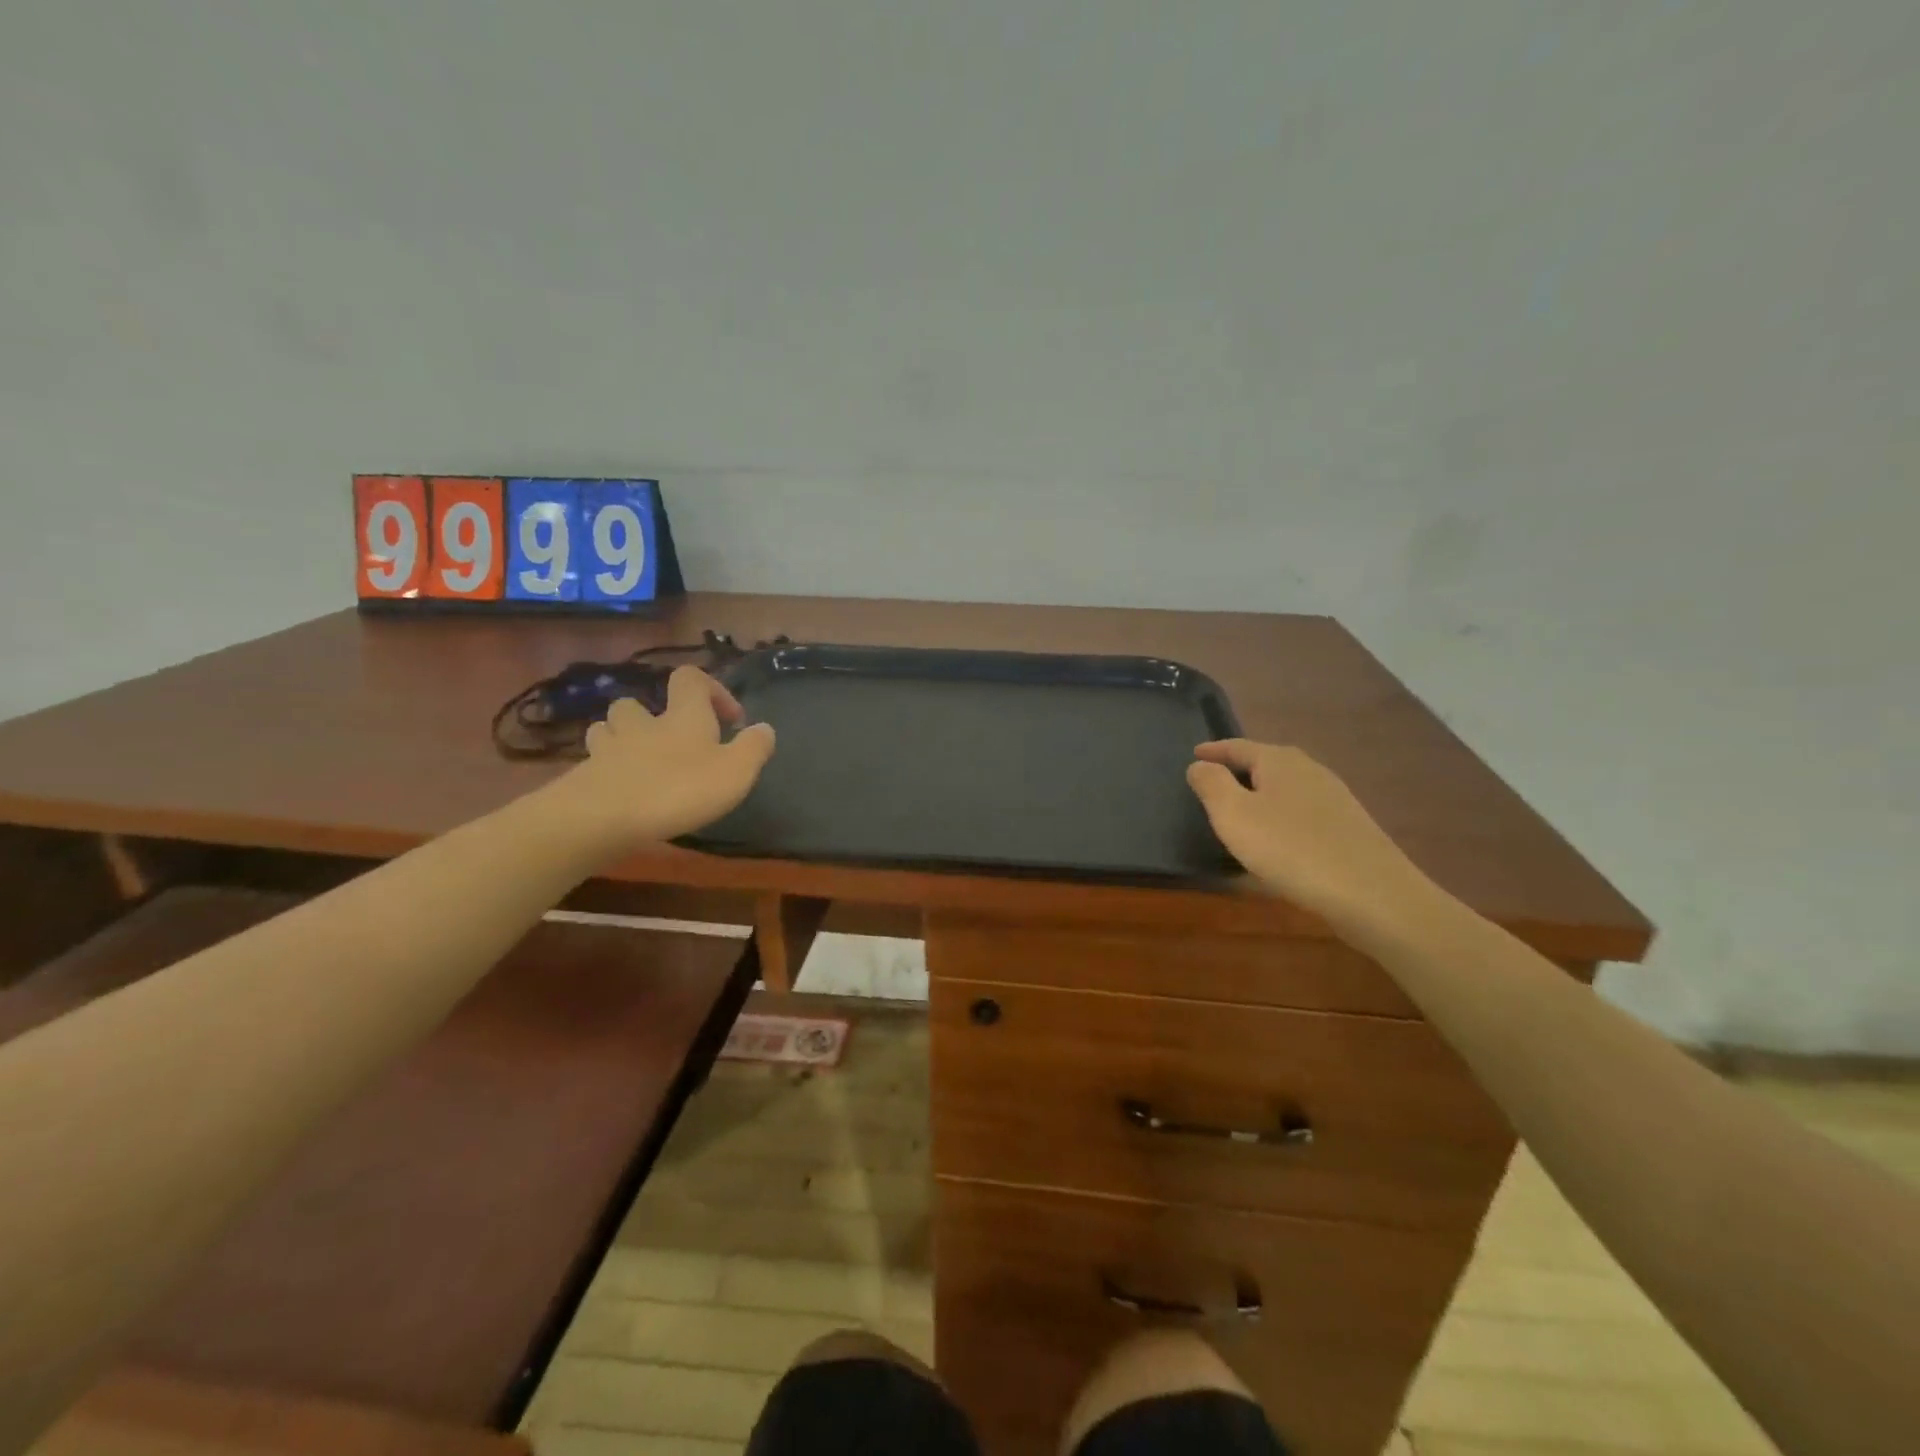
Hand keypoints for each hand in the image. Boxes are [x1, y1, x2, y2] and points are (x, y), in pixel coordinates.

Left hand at [562, 667, 775, 850]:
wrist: (603, 817)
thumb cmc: (679, 790)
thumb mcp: (735, 772)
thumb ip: (754, 748)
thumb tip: (765, 728)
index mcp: (683, 716)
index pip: (691, 678)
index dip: (711, 689)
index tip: (730, 718)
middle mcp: (644, 723)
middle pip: (639, 702)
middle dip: (653, 714)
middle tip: (670, 740)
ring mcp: (608, 748)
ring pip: (608, 728)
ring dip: (621, 736)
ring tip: (637, 759)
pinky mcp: (584, 775)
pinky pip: (593, 762)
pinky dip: (605, 769)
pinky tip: (617, 789)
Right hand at [1187, 739, 1435, 931]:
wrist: (1371, 893)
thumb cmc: (1290, 849)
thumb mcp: (1234, 816)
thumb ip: (1211, 785)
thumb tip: (1199, 764)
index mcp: (1279, 761)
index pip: (1238, 746)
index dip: (1213, 750)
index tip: (1193, 754)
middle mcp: (1310, 770)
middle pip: (1266, 762)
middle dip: (1239, 769)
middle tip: (1214, 780)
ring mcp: (1334, 798)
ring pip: (1285, 788)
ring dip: (1261, 795)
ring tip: (1240, 810)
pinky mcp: (1348, 827)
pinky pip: (1301, 812)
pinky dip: (1280, 816)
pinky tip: (1275, 839)